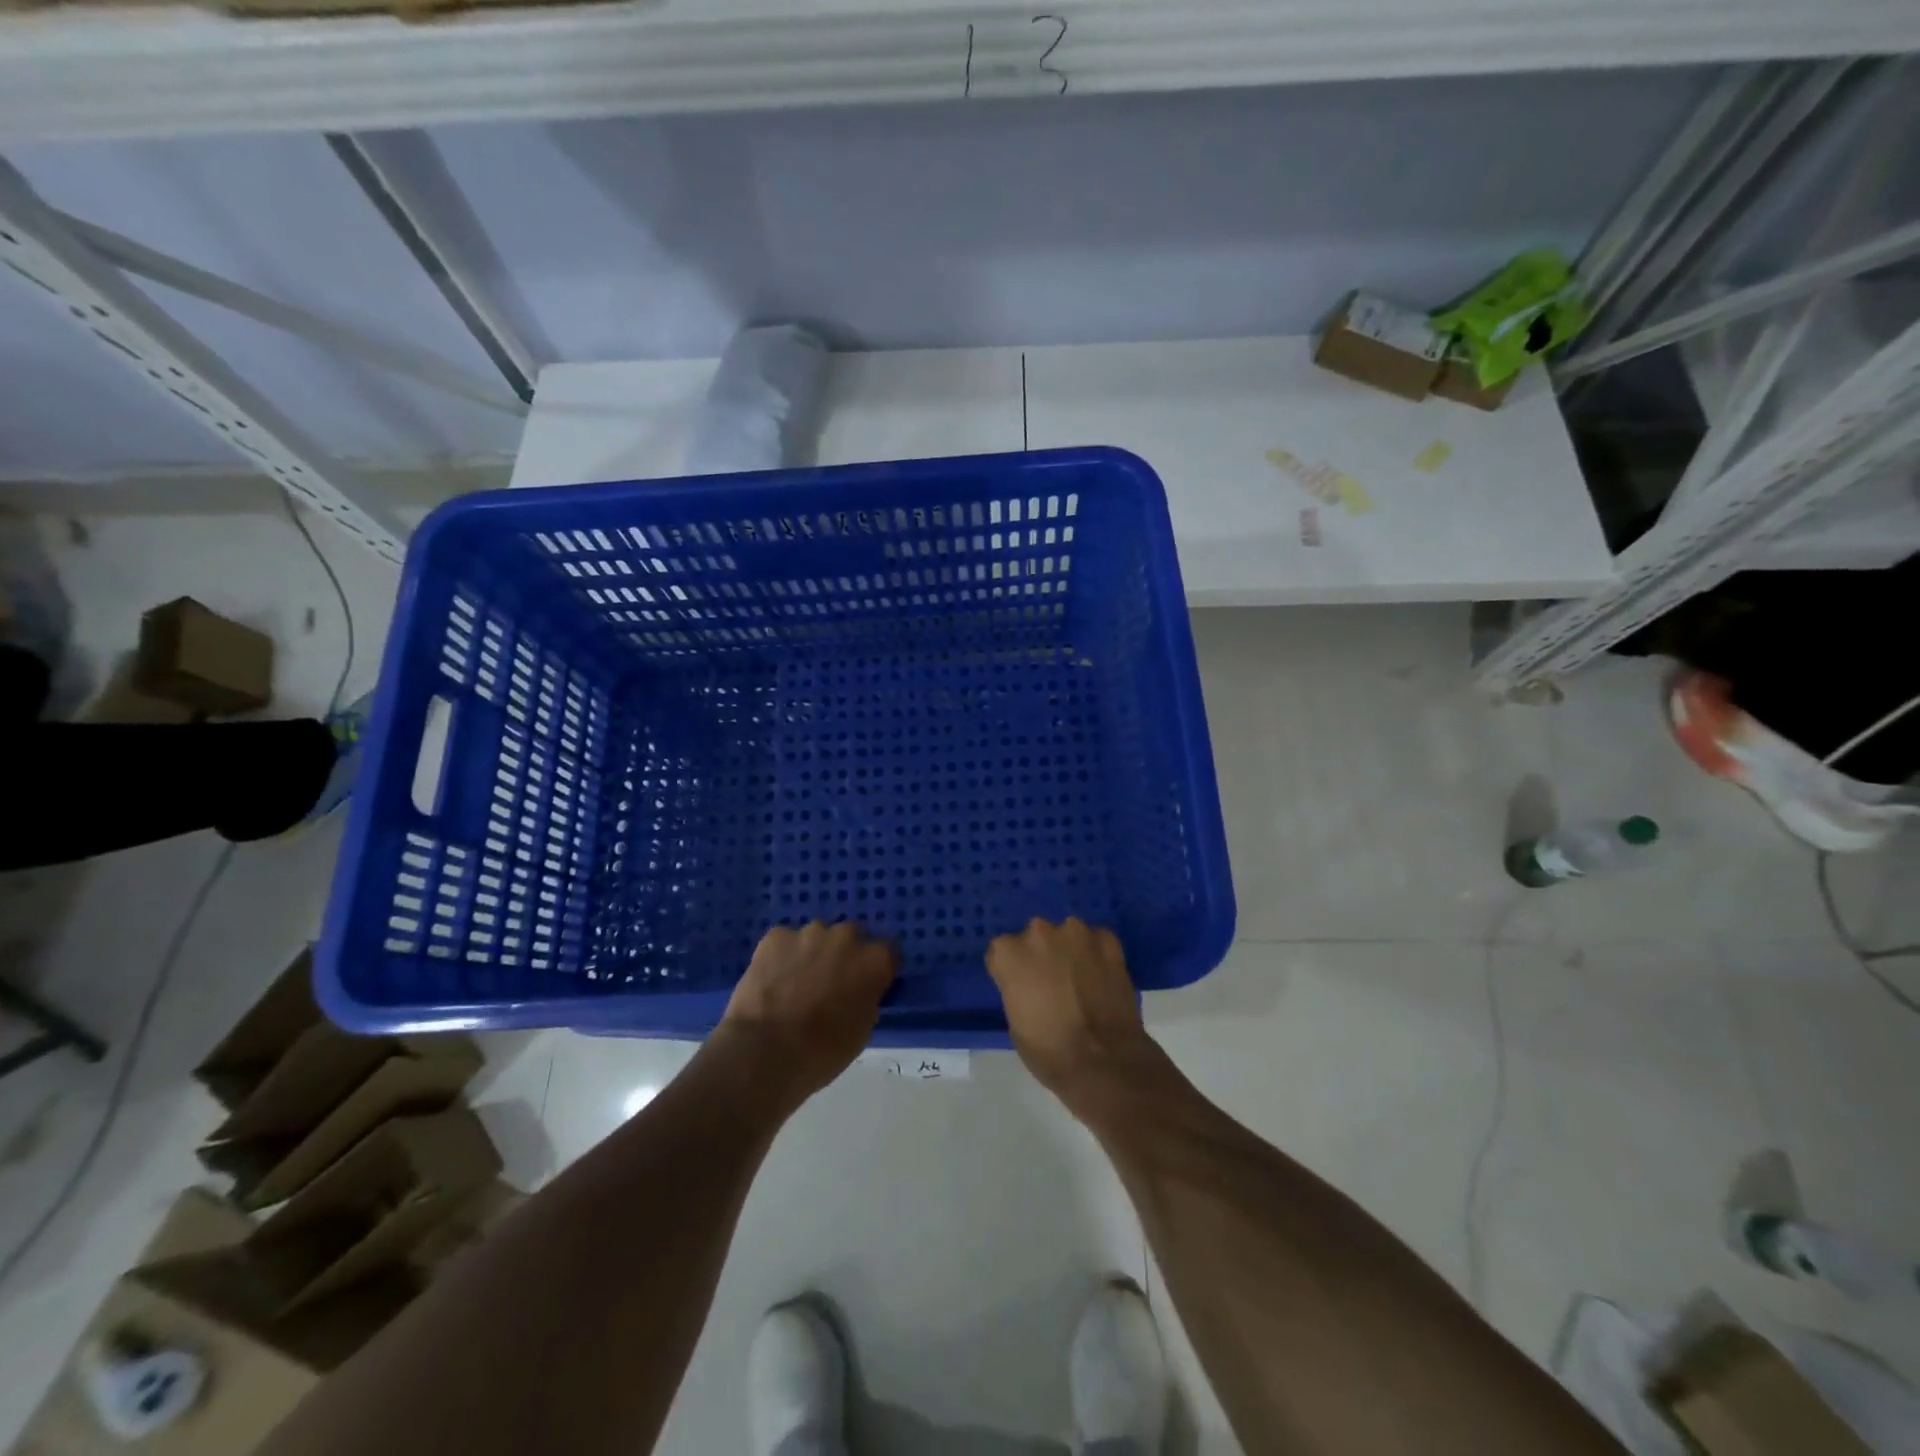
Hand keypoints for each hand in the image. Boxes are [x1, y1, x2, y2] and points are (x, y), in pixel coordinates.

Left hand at [718, 921, 896, 1108]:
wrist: (764, 1052)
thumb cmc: (822, 1051)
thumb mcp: (861, 1031)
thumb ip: (866, 999)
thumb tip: (859, 991)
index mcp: (875, 961)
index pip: (888, 952)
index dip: (876, 969)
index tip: (867, 985)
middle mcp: (846, 936)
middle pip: (852, 938)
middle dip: (844, 956)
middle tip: (830, 984)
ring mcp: (809, 932)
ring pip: (817, 937)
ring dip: (813, 953)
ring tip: (795, 983)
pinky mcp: (775, 936)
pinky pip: (785, 942)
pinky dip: (783, 956)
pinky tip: (773, 980)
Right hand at [986, 917, 1159, 1107]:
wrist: (1104, 1062)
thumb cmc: (1050, 1052)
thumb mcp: (1016, 1024)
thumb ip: (1017, 990)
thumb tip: (1030, 985)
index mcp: (1009, 954)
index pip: (1001, 952)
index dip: (1012, 972)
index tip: (1021, 989)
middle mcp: (1038, 932)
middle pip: (1034, 938)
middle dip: (1041, 956)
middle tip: (1053, 984)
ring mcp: (1075, 932)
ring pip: (1067, 935)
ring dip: (1070, 951)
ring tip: (1081, 981)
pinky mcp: (1107, 939)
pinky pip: (1097, 941)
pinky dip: (1098, 955)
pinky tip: (1103, 978)